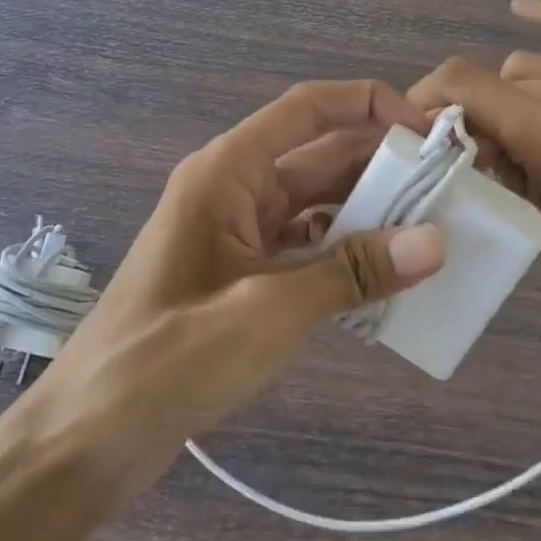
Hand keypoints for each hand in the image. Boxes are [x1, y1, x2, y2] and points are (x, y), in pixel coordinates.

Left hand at [13, 80, 444, 502]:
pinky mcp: (242, 273)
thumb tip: (436, 243)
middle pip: (320, 157)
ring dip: (370, 215)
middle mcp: (235, 188)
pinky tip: (387, 278)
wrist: (90, 435)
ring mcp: (237, 232)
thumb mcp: (268, 312)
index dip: (370, 104)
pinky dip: (345, 255)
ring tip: (434, 233)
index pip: (308, 109)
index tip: (428, 132)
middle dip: (383, 168)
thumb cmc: (168, 359)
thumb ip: (353, 273)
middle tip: (450, 191)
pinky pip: (306, 246)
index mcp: (229, 172)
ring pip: (317, 204)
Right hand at [409, 0, 540, 367]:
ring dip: (509, 98)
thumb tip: (478, 152)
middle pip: (494, 84)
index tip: (417, 136)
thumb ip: (506, 182)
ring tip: (515, 142)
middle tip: (476, 166)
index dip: (426, 102)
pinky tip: (522, 7)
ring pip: (531, 69)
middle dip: (472, 118)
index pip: (461, 85)